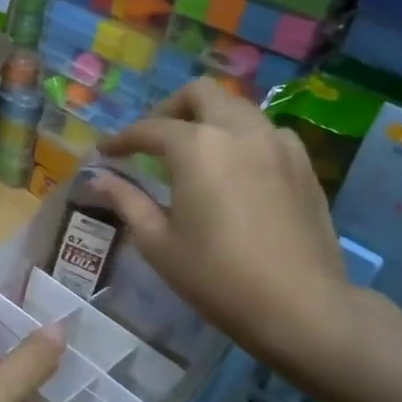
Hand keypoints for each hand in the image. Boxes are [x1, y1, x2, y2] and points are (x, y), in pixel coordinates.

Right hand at [94, 79, 360, 378]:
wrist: (301, 306)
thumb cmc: (216, 276)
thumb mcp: (158, 242)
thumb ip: (127, 201)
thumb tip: (97, 179)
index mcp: (196, 146)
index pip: (149, 128)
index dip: (122, 139)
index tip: (106, 153)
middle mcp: (238, 131)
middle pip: (200, 94)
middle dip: (169, 109)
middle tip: (153, 140)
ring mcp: (277, 144)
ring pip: (237, 108)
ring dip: (209, 119)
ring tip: (194, 152)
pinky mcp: (303, 164)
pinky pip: (266, 132)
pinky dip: (242, 138)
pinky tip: (236, 170)